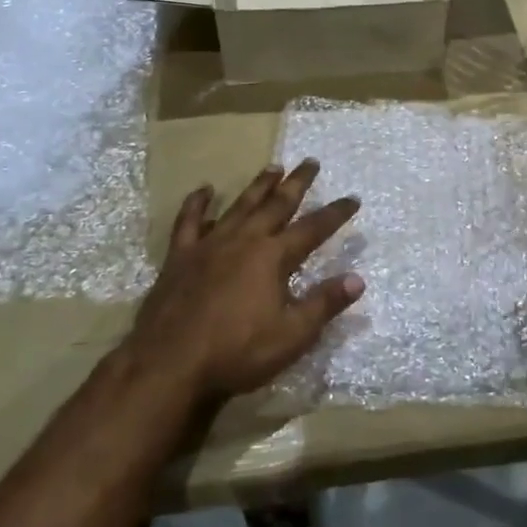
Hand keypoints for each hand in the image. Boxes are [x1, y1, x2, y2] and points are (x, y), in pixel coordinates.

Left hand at [128, 160, 362, 399]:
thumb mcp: (291, 335)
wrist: (169, 364)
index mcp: (272, 257)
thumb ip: (324, 304)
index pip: (313, 229)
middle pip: (276, 204)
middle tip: (310, 162)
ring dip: (258, 185)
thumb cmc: (236, 352)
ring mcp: (209, 244)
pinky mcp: (180, 256)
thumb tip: (358, 279)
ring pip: (240, 205)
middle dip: (297, 183)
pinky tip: (204, 191)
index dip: (335, 213)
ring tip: (273, 167)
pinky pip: (189, 221)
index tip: (352, 198)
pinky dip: (198, 203)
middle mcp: (244, 240)